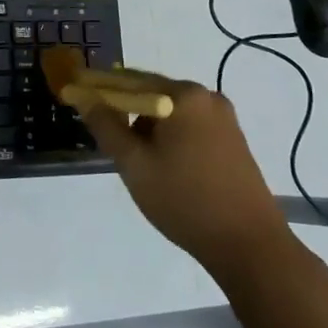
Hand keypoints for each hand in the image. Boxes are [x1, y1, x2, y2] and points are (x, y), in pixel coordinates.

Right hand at [62, 67, 287, 267]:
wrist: (250, 246)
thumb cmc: (185, 200)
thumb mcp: (134, 164)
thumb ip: (106, 126)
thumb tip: (85, 97)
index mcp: (184, 95)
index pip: (129, 80)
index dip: (99, 89)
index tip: (76, 96)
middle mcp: (207, 97)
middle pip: (152, 94)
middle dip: (126, 113)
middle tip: (109, 142)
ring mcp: (225, 119)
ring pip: (171, 113)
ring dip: (149, 129)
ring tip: (139, 164)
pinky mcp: (233, 141)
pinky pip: (190, 127)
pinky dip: (170, 139)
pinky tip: (165, 168)